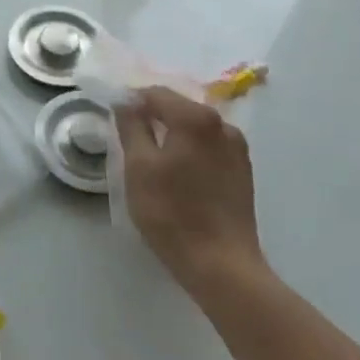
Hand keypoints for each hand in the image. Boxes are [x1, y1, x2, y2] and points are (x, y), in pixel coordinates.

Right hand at [115, 86, 266, 294]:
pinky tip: (179, 174)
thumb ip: (131, 127)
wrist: (222, 266)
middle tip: (130, 139)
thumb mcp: (138, 167)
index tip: (115, 119)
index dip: (132, 102)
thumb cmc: (172, 213)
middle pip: (178, 107)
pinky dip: (190, 150)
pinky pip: (209, 147)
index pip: (156, 93)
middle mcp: (222, 124)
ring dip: (173, 134)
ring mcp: (237, 148)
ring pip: (195, 128)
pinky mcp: (243, 171)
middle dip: (153, 117)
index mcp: (196, 118)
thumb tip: (126, 102)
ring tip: (153, 159)